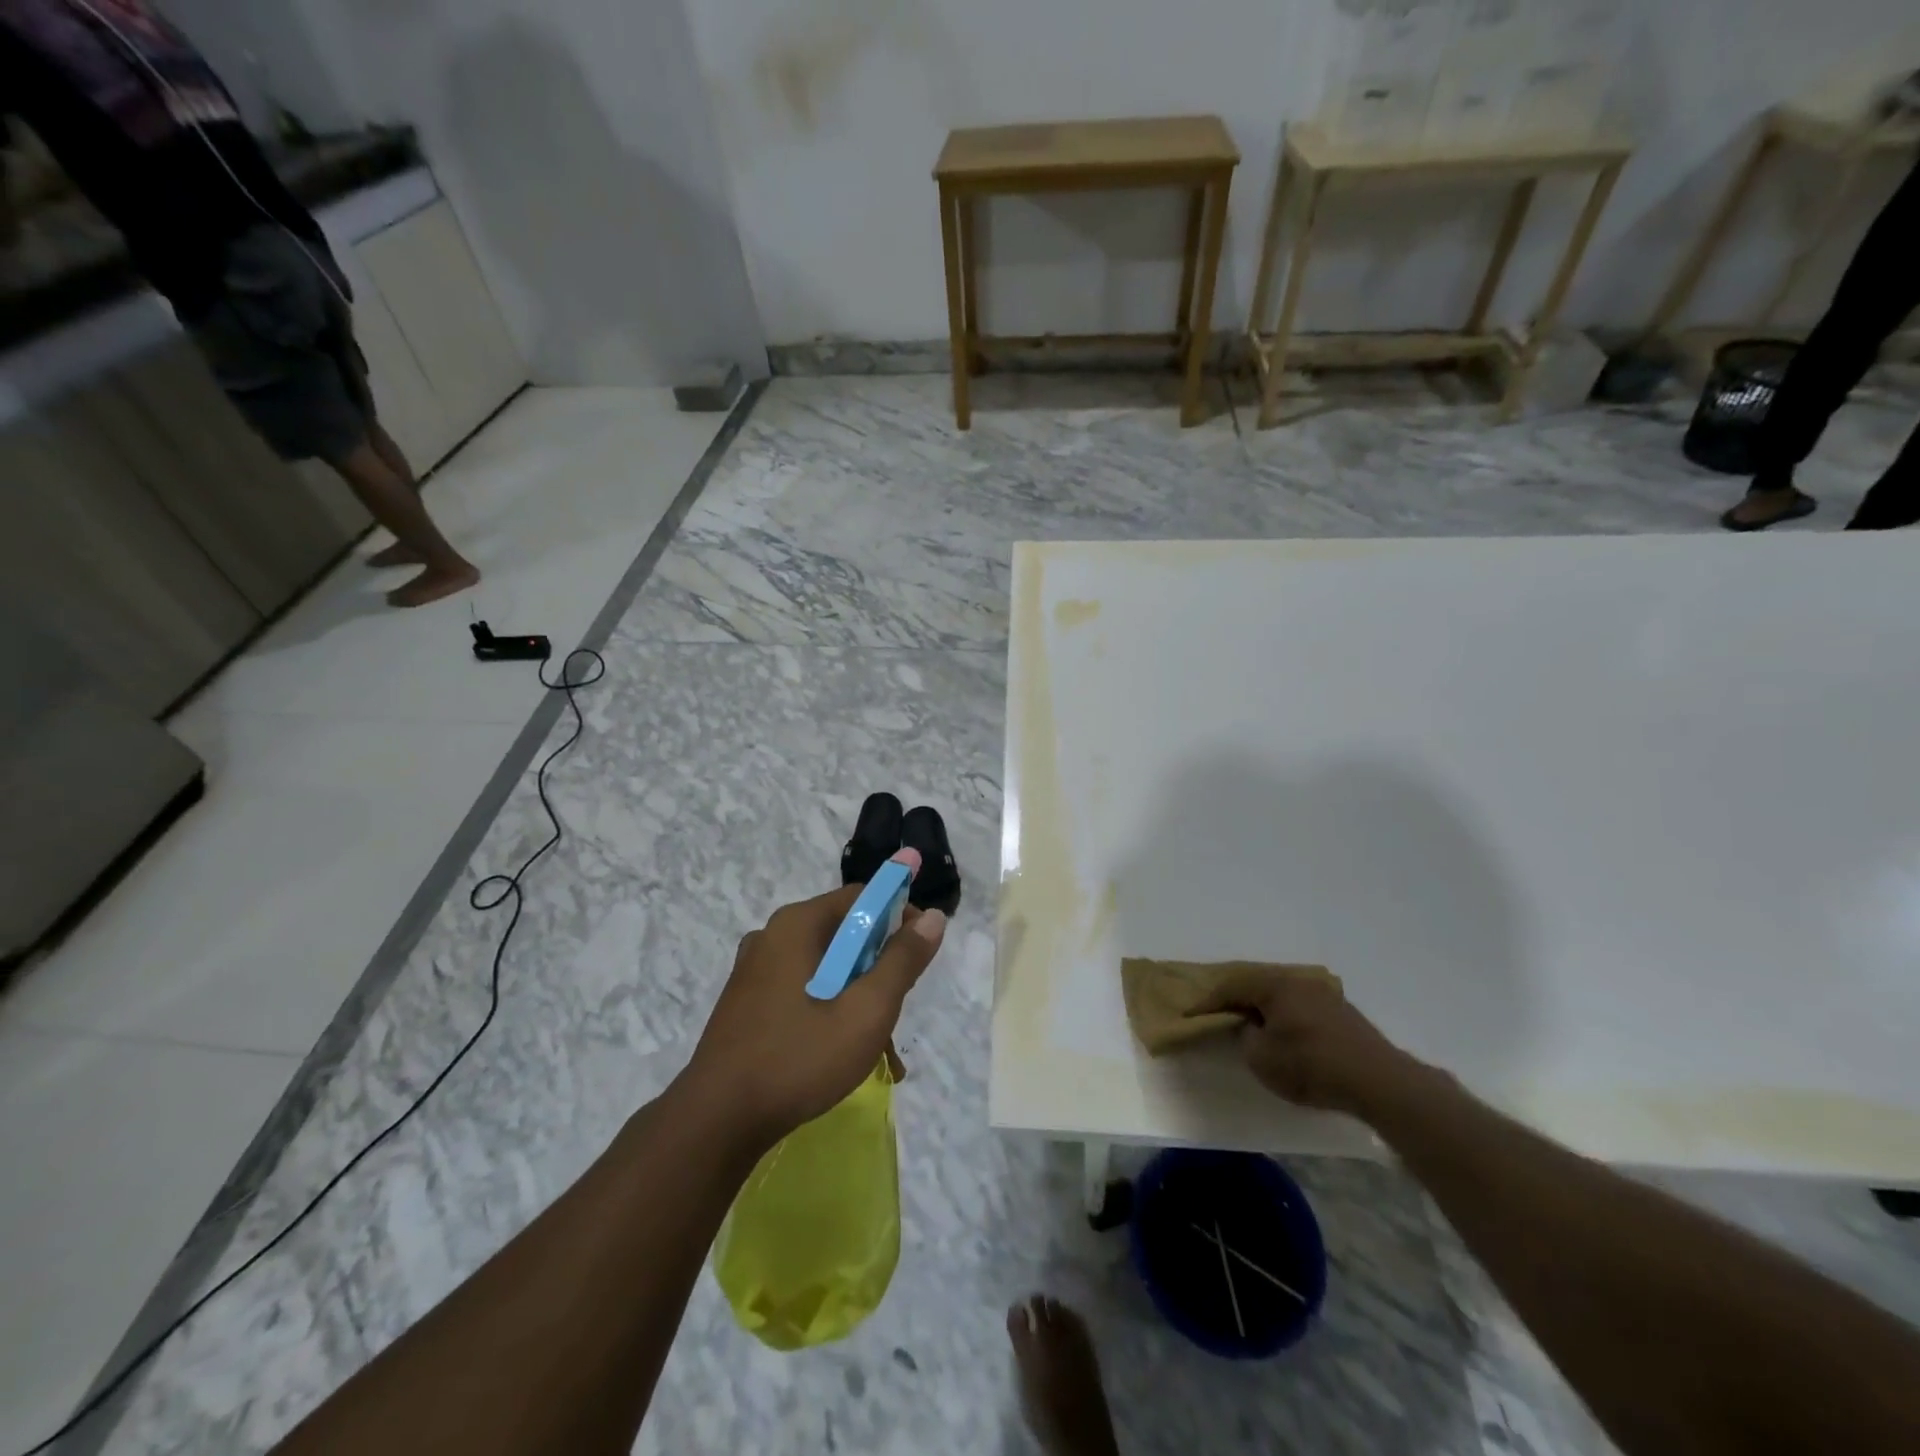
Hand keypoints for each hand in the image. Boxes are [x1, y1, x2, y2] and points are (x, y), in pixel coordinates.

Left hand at [680, 876, 946, 1149]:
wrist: (716, 1122)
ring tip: (880, 1050)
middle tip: (897, 1009)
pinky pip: (803, 989)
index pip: (862, 897)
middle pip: (845, 933)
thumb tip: (935, 917)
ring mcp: (755, 969)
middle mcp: (773, 935)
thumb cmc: (799, 1058)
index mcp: (797, 924)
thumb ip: (903, 961)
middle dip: (879, 968)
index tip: (922, 954)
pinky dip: (829, 1010)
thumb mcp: (867, 1011)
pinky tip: (844, 1054)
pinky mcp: (747, 1001)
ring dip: (858, 997)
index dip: (900, 917)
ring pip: (826, 967)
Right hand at [1190, 967, 1426, 1117]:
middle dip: (1236, 998)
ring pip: (1282, 994)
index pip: (1230, 986)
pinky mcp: (1342, 1012)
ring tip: (1251, 1023)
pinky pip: (1301, 1005)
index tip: (1191, 1015)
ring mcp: (1323, 993)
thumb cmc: (1312, 1066)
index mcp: (1274, 985)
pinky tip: (1286, 1032)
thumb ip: (1245, 1037)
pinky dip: (1286, 1015)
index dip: (1208, 1002)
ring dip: (1264, 1007)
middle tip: (1219, 1014)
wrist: (1379, 1081)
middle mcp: (1297, 980)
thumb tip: (1247, 1026)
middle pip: (1257, 984)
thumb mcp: (1262, 1058)